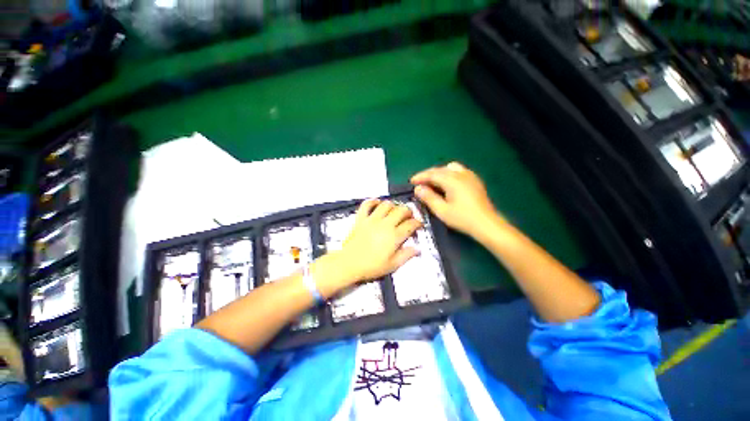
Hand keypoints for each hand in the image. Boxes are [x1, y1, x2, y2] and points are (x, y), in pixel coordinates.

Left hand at [333, 199, 421, 283]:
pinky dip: (372, 201)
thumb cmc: (371, 266)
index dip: (417, 223)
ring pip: (386, 204)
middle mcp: (385, 224)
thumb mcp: (392, 265)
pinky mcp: (361, 218)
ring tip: (394, 211)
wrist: (349, 264)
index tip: (418, 225)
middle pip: (401, 210)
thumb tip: (417, 249)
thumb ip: (406, 255)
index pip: (410, 224)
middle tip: (408, 217)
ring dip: (393, 206)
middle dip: (408, 212)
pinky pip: (366, 204)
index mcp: (394, 236)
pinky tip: (377, 203)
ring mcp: (372, 219)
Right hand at [411, 162, 501, 238]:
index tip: (411, 182)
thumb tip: (418, 189)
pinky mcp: (475, 180)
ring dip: (439, 173)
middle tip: (419, 183)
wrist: (486, 224)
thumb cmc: (462, 218)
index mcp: (452, 180)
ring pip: (450, 168)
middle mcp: (461, 174)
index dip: (420, 177)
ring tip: (432, 182)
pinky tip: (447, 184)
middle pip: (440, 169)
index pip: (432, 174)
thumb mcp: (441, 210)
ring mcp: (470, 176)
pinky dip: (449, 174)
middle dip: (428, 174)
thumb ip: (428, 197)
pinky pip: (459, 171)